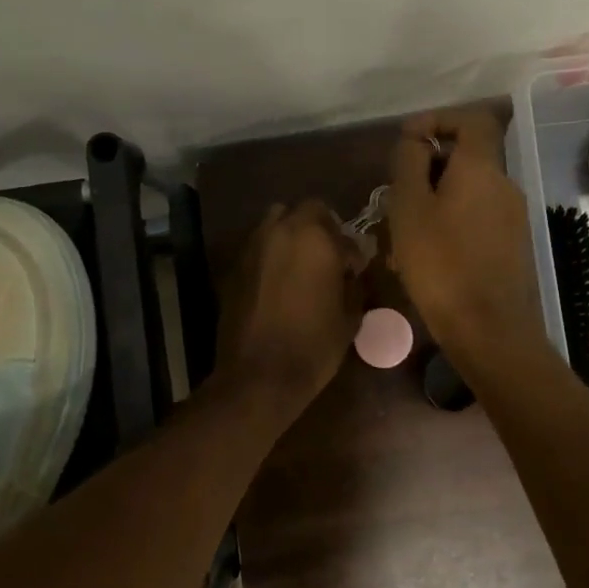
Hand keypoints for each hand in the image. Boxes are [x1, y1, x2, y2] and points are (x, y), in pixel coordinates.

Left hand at [215, 199, 366, 415]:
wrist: (258, 376)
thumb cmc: (313, 346)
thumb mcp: (349, 317)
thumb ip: (354, 285)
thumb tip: (352, 273)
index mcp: (314, 238)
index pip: (340, 229)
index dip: (351, 250)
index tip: (355, 270)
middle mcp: (280, 231)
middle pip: (304, 211)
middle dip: (320, 229)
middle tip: (329, 258)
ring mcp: (252, 247)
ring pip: (275, 223)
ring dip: (292, 236)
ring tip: (302, 266)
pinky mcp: (234, 267)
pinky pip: (258, 248)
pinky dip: (271, 256)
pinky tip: (279, 283)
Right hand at [386, 108, 546, 369]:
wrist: (490, 330)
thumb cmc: (441, 265)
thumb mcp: (410, 208)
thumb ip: (410, 163)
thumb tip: (417, 140)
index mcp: (482, 168)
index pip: (473, 119)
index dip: (440, 119)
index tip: (409, 140)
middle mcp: (505, 185)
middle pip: (468, 157)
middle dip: (430, 168)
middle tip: (397, 195)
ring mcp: (513, 217)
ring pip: (469, 192)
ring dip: (437, 200)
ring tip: (404, 232)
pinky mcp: (513, 246)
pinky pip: (478, 218)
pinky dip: (451, 223)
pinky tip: (428, 256)